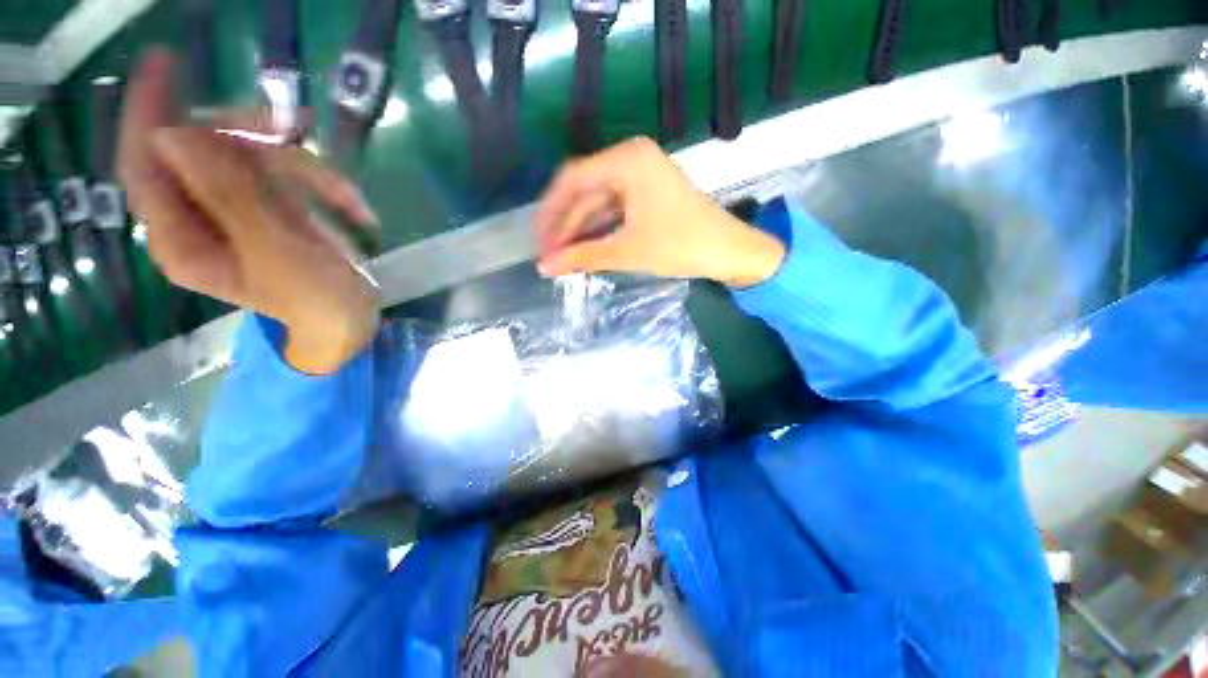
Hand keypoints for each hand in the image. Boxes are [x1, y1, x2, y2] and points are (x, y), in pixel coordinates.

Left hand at [118, 50, 380, 373]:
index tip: (164, 62)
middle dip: (255, 140)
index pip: (143, 164)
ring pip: (253, 160)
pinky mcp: (268, 212)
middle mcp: (197, 221)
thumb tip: (176, 134)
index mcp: (180, 239)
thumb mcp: (276, 251)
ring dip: (307, 171)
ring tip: (353, 202)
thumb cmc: (316, 300)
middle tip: (298, 130)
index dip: (148, 112)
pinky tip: (357, 211)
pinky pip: (286, 179)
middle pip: (206, 151)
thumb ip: (228, 197)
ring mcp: (235, 214)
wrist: (349, 322)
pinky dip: (325, 187)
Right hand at [534, 137, 784, 286]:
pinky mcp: (647, 194)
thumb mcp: (627, 251)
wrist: (729, 252)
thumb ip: (582, 257)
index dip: (550, 212)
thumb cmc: (681, 246)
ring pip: (598, 203)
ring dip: (580, 230)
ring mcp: (640, 176)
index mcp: (627, 160)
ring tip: (563, 258)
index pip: (572, 180)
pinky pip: (613, 209)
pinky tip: (585, 249)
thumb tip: (544, 267)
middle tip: (549, 256)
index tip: (538, 241)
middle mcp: (631, 159)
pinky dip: (598, 230)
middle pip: (584, 191)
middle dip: (565, 225)